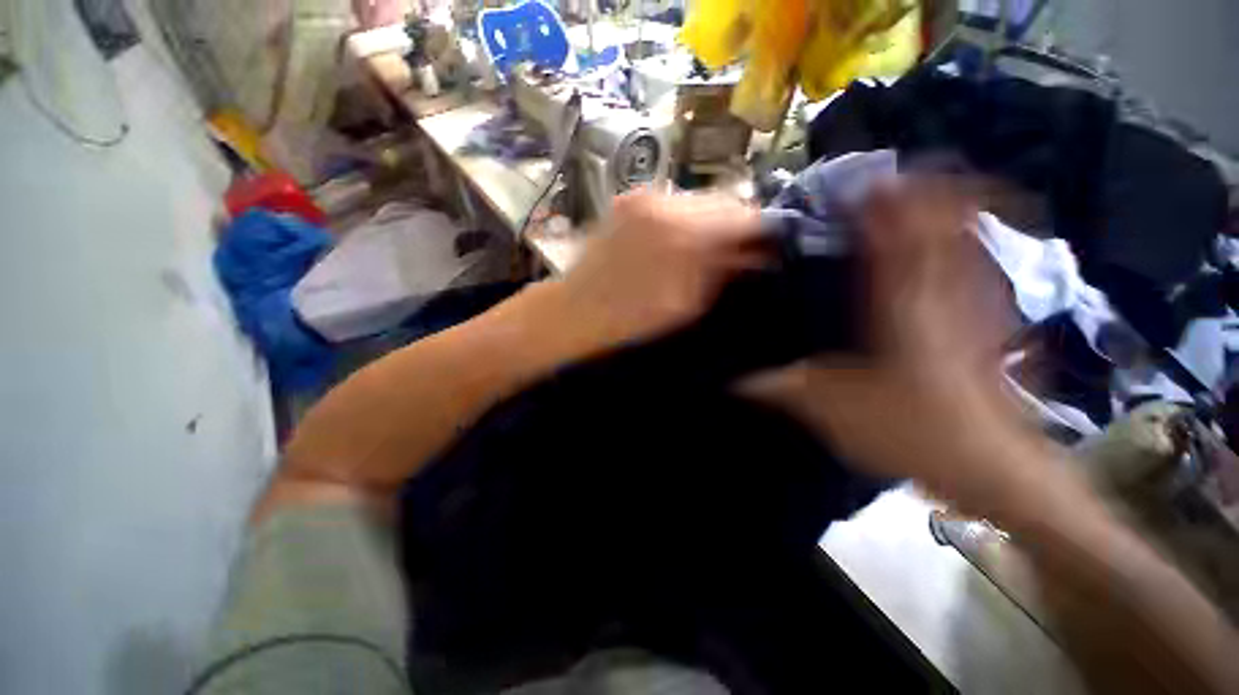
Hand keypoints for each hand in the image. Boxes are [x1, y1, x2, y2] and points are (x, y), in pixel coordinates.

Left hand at [552, 190, 766, 350]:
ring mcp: (643, 196)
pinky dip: (684, 218)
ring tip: (710, 246)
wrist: (575, 309)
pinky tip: (680, 239)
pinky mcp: (628, 200)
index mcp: (684, 233)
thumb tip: (753, 254)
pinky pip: (671, 203)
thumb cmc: (631, 318)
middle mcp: (666, 202)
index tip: (768, 247)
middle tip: (740, 248)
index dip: (761, 230)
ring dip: (709, 220)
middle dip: (735, 223)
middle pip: (722, 199)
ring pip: (696, 199)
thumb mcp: (686, 304)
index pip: (743, 215)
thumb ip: (722, 272)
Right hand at [742, 177, 1040, 514]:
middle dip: (922, 193)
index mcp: (898, 309)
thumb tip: (734, 383)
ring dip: (948, 211)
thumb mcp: (830, 410)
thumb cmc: (911, 433)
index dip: (878, 205)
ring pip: (965, 241)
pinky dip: (964, 247)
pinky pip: (977, 271)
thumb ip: (780, 388)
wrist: (990, 468)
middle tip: (891, 178)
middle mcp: (939, 295)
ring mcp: (972, 307)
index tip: (860, 183)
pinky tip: (949, 244)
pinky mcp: (986, 325)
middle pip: (940, 225)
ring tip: (921, 194)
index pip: (890, 239)